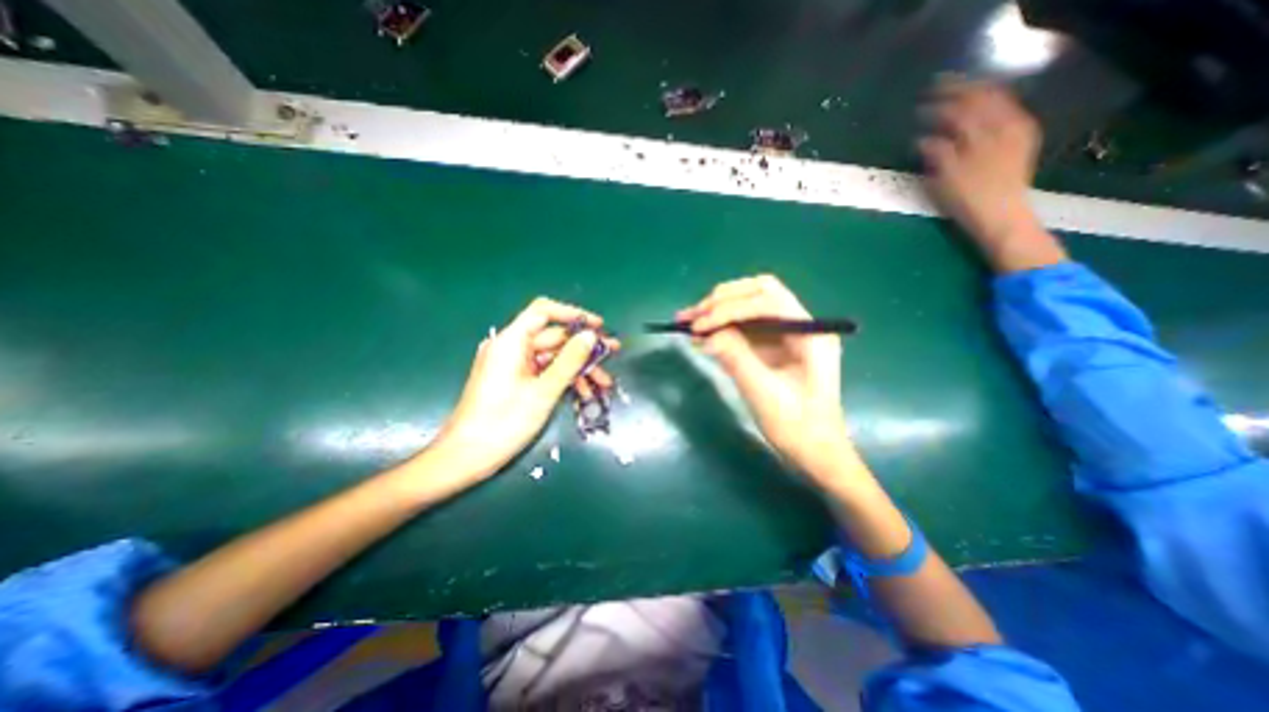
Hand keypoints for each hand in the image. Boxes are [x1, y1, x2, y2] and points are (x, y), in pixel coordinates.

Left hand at [430, 298, 621, 486]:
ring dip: (578, 369)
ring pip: (553, 358)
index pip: (543, 312)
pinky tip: (584, 393)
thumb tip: (590, 335)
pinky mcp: (514, 380)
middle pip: (553, 338)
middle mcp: (510, 347)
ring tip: (604, 384)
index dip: (573, 314)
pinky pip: (544, 372)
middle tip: (612, 355)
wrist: (466, 457)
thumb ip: (569, 361)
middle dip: (583, 349)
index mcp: (511, 342)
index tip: (598, 326)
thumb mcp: (543, 392)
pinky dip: (563, 379)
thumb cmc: (504, 423)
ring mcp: (512, 365)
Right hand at [680, 276, 844, 476]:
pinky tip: (701, 333)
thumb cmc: (797, 427)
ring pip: (749, 306)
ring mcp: (786, 335)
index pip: (768, 302)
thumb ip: (736, 358)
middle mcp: (799, 325)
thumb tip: (705, 333)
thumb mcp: (764, 393)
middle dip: (724, 300)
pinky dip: (721, 327)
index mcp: (810, 333)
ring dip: (718, 310)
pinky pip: (745, 327)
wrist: (815, 453)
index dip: (731, 308)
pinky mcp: (773, 346)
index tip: (700, 326)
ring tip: (688, 320)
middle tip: (693, 316)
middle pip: (760, 293)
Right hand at [918, 79, 1062, 272]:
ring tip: (957, 96)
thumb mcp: (946, 179)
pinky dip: (992, 108)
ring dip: (976, 97)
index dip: (941, 102)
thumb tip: (923, 138)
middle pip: (983, 98)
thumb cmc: (969, 201)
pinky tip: (981, 112)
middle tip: (938, 90)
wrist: (1003, 218)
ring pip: (997, 102)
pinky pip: (1008, 113)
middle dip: (960, 92)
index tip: (921, 102)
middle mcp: (1004, 125)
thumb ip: (937, 153)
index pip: (961, 107)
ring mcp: (1016, 132)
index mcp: (984, 133)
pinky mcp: (1021, 142)